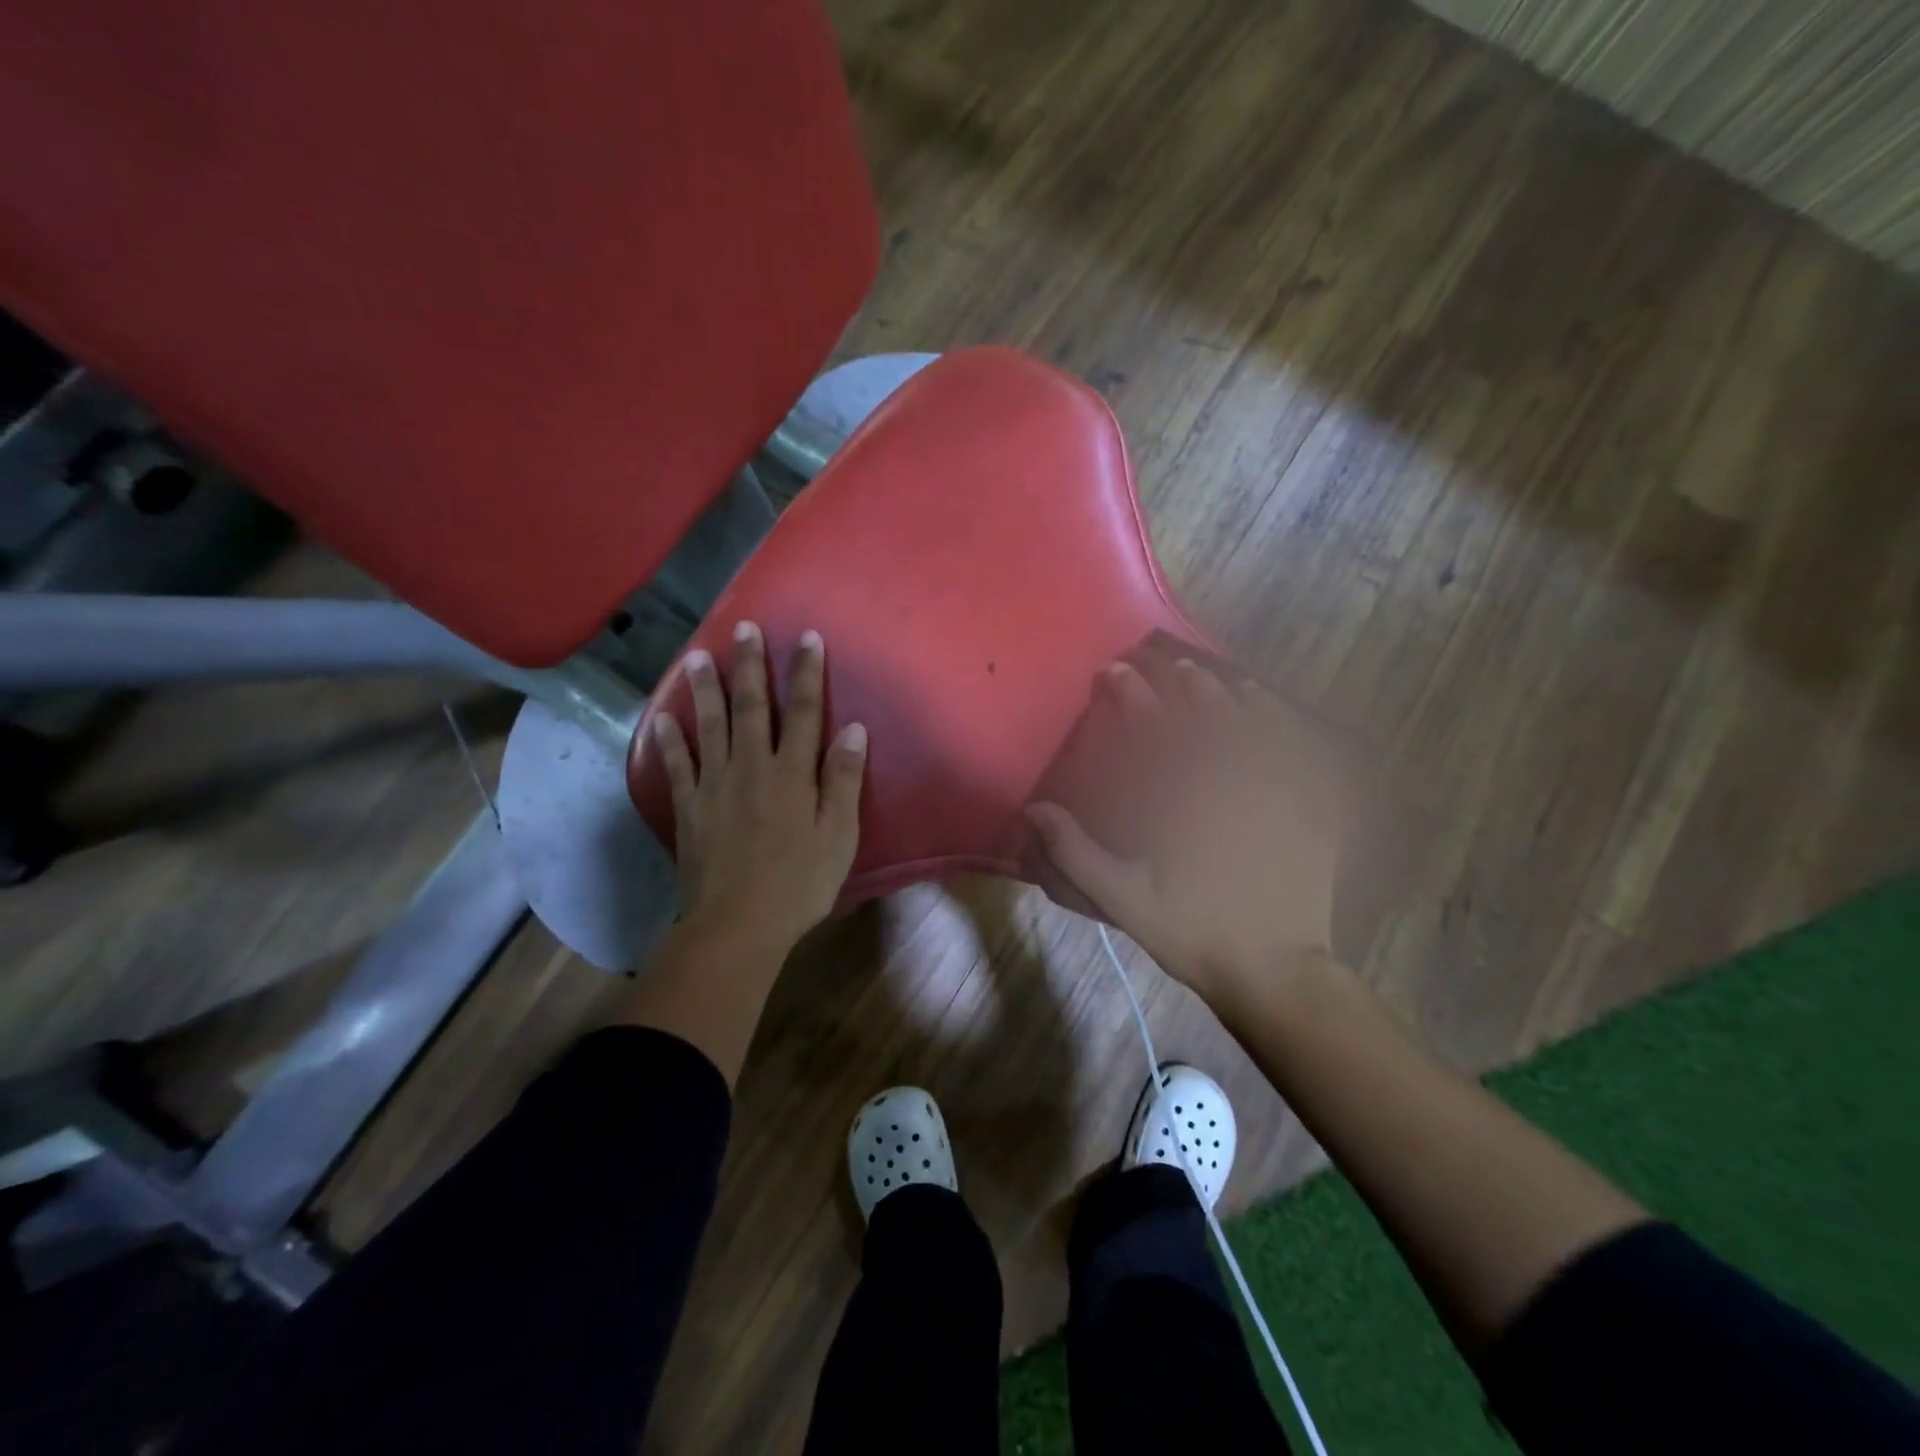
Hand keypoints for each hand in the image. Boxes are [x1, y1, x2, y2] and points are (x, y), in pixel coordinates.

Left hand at [648, 621, 867, 961]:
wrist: (737, 925)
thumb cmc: (799, 883)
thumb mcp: (839, 835)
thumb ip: (844, 780)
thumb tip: (854, 728)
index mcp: (793, 773)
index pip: (804, 711)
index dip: (806, 672)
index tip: (806, 637)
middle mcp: (752, 767)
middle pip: (752, 707)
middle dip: (750, 666)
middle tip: (744, 628)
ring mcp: (715, 785)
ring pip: (710, 726)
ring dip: (705, 689)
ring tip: (697, 656)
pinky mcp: (690, 808)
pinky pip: (677, 767)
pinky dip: (668, 741)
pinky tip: (662, 717)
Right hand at [1027, 657, 1352, 1014]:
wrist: (1276, 967)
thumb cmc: (1194, 930)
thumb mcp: (1123, 899)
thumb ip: (1075, 852)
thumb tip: (1033, 809)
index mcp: (1185, 795)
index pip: (1154, 726)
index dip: (1130, 693)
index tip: (1112, 671)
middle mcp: (1232, 777)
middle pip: (1204, 709)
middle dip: (1177, 678)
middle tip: (1157, 659)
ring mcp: (1277, 786)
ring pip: (1251, 718)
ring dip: (1224, 688)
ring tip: (1206, 671)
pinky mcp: (1308, 802)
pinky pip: (1295, 744)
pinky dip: (1277, 717)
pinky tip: (1265, 706)